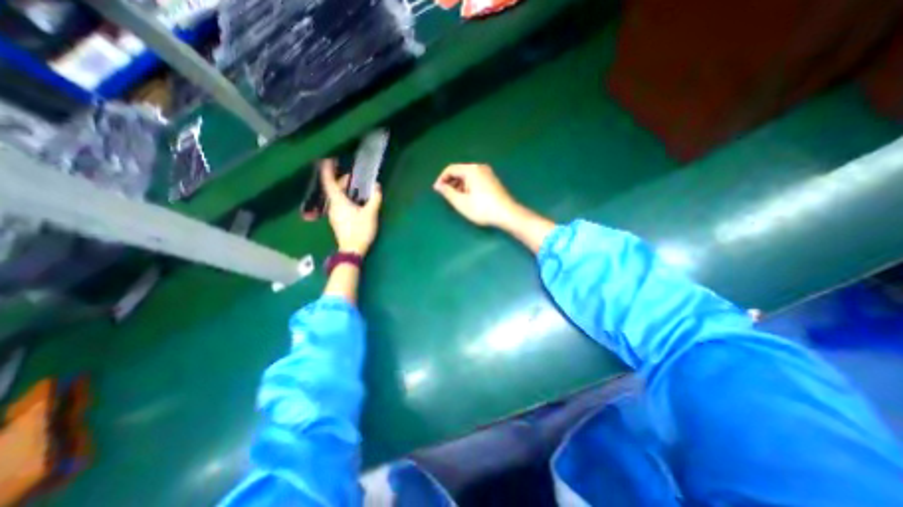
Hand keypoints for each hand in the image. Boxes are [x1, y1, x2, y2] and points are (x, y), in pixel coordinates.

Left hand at [320, 159, 379, 255]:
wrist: (353, 250)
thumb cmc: (360, 230)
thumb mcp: (370, 214)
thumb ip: (374, 199)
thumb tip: (377, 186)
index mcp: (338, 202)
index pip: (329, 183)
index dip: (328, 170)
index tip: (327, 160)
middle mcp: (333, 206)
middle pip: (333, 189)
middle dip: (341, 180)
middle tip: (352, 176)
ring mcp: (334, 214)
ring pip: (336, 197)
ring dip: (343, 190)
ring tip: (355, 187)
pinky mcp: (338, 221)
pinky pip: (338, 204)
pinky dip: (344, 198)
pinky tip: (355, 201)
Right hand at [431, 162, 522, 225]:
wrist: (507, 214)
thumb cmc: (482, 209)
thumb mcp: (461, 202)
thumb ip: (447, 192)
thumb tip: (439, 186)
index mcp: (471, 170)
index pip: (451, 169)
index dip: (441, 179)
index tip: (437, 191)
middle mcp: (480, 168)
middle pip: (460, 171)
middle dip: (450, 183)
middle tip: (446, 196)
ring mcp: (488, 174)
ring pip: (468, 176)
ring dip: (459, 186)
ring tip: (456, 199)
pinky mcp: (492, 181)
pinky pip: (475, 180)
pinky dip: (468, 187)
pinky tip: (468, 199)